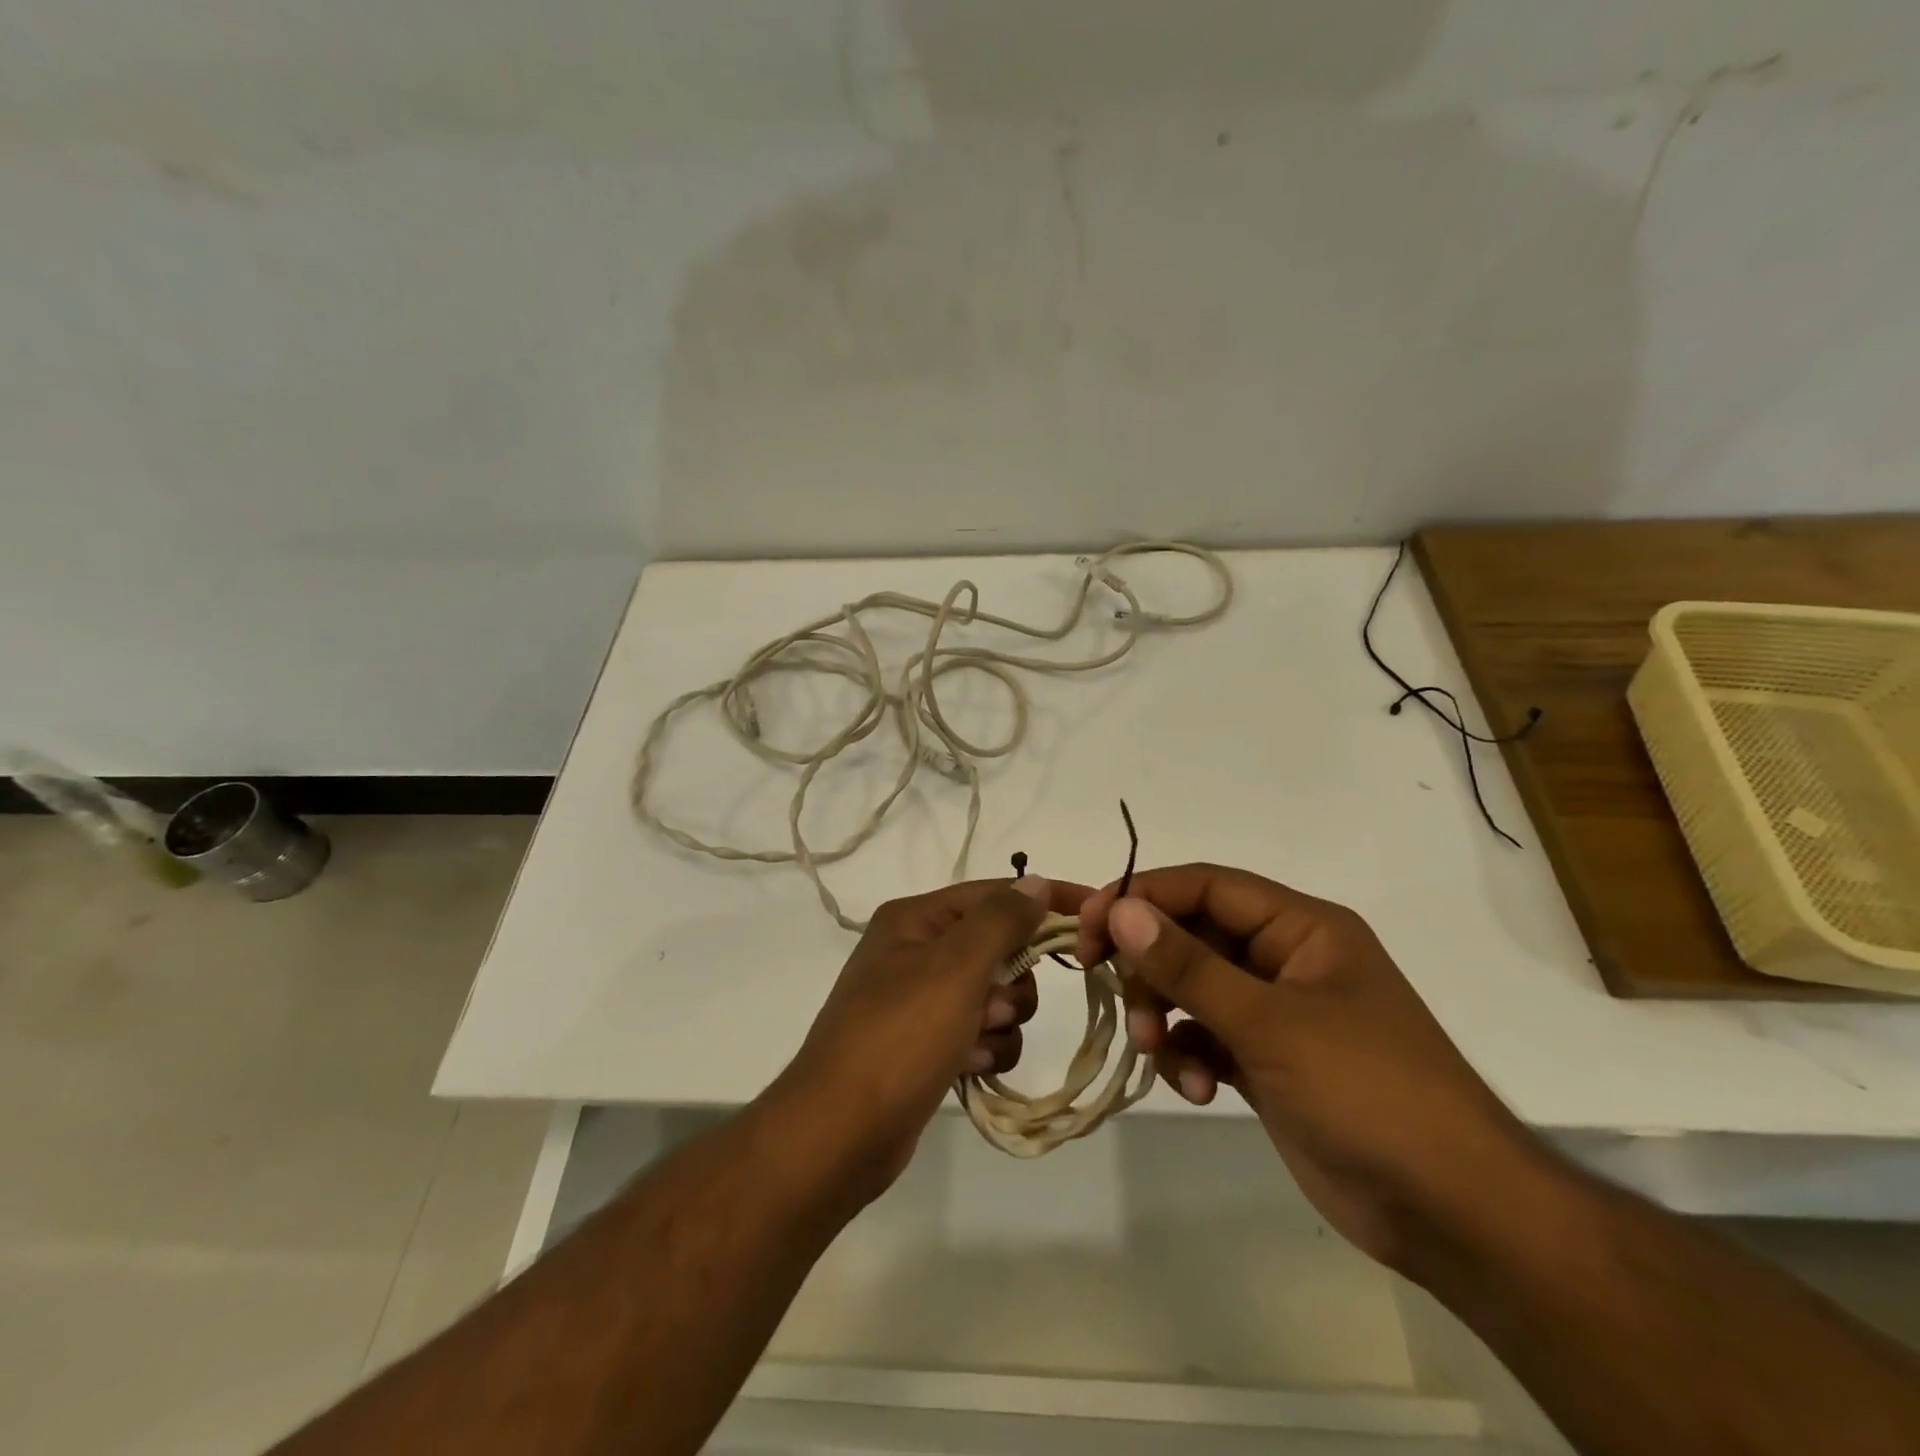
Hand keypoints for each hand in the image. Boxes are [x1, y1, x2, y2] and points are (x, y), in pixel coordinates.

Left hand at [771, 876, 1090, 1198]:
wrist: (838, 1134)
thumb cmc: (899, 1037)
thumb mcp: (954, 968)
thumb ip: (1001, 921)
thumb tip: (1036, 882)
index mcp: (916, 919)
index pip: (996, 893)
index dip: (1047, 900)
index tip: (1098, 912)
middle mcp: (917, 951)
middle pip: (1000, 947)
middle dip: (1012, 982)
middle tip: (993, 1007)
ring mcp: (922, 1000)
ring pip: (997, 995)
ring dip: (1000, 1022)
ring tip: (972, 1043)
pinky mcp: (928, 1044)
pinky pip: (981, 1033)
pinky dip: (984, 1049)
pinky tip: (965, 1068)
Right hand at [1076, 864, 1538, 1269]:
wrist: (1453, 1213)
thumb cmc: (1369, 1092)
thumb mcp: (1271, 1023)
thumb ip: (1190, 965)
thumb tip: (1121, 911)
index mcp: (1300, 927)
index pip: (1205, 886)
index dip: (1143, 896)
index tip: (1090, 926)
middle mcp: (1284, 958)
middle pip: (1191, 935)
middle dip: (1151, 968)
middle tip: (1117, 998)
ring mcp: (1275, 1012)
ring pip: (1191, 988)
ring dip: (1165, 1016)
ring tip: (1161, 1054)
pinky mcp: (1266, 1060)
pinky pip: (1204, 1036)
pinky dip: (1188, 1055)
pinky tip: (1197, 1090)